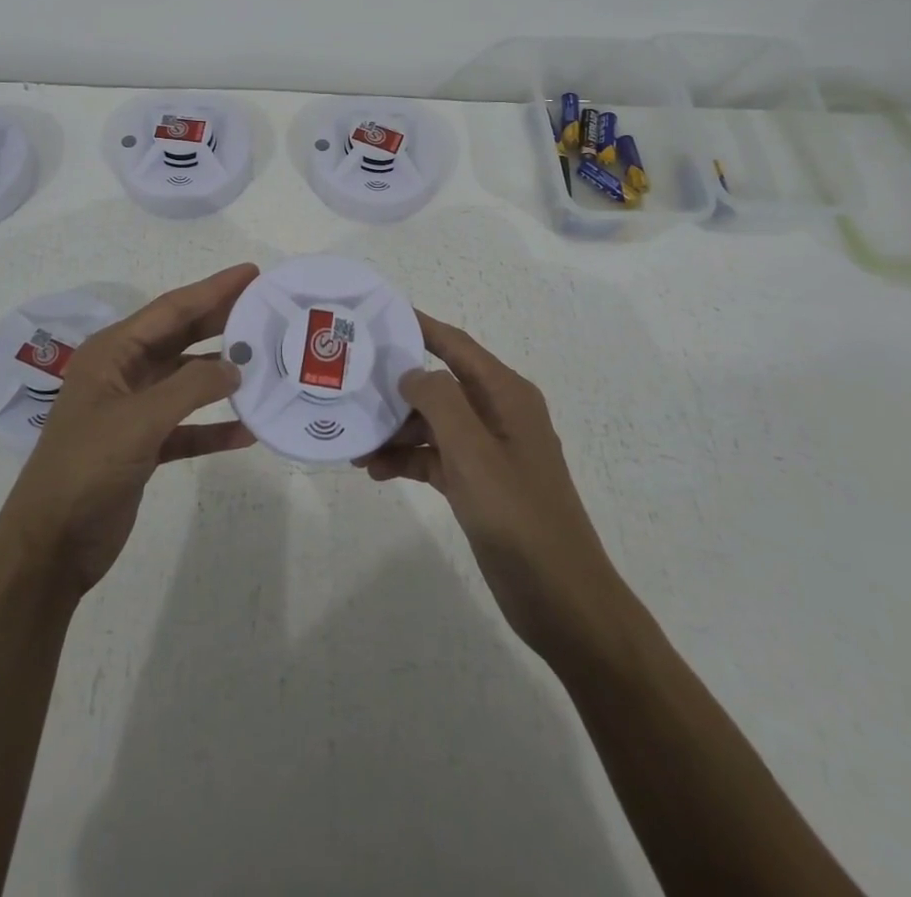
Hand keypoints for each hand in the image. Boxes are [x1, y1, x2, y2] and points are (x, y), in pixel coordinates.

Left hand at [0, 264, 259, 598]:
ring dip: (222, 377)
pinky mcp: (143, 446)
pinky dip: (214, 427)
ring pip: (187, 381)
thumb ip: (191, 388)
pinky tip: (248, 432)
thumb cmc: (87, 468)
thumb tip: (235, 369)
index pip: (171, 310)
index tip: (252, 274)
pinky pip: (187, 427)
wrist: (51, 545)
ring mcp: (133, 411)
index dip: (213, 290)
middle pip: (181, 338)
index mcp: (112, 353)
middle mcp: (123, 373)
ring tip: (266, 364)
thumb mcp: (139, 420)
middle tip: (266, 309)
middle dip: (222, 322)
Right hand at [356, 312, 619, 657]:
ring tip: (355, 442)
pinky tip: (375, 470)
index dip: (419, 326)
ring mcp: (488, 450)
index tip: (377, 315)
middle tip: (350, 384)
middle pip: (439, 384)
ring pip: (433, 423)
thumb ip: (439, 401)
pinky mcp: (479, 483)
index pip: (455, 345)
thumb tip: (410, 372)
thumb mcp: (473, 450)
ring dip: (397, 429)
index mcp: (506, 394)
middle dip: (396, 386)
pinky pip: (436, 457)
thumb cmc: (517, 514)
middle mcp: (497, 413)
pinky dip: (408, 459)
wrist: (560, 596)